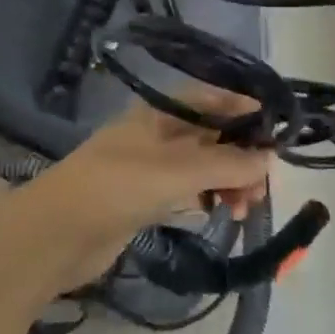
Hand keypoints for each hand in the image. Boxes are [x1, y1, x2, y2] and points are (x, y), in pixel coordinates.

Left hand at [17, 94, 271, 290]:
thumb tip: (269, 159)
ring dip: (228, 180)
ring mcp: (150, 166)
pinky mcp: (145, 198)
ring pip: (202, 165)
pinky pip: (188, 190)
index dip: (244, 109)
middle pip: (210, 134)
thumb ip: (225, 164)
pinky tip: (220, 213)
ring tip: (243, 208)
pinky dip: (208, 197)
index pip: (211, 99)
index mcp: (159, 112)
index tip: (278, 131)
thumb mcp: (175, 172)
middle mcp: (157, 133)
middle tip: (262, 187)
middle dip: (240, 154)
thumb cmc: (116, 187)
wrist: (56, 234)